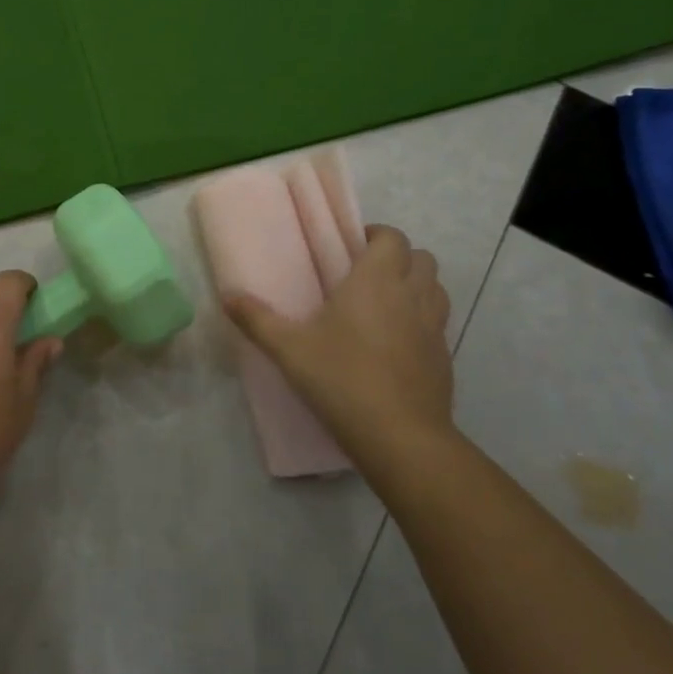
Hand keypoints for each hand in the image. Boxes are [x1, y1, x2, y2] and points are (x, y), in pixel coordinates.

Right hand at [224, 225, 453, 452]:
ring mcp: (434, 327)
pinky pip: (438, 324)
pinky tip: (396, 344)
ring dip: (415, 286)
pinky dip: (422, 321)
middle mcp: (411, 295)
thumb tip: (227, 296)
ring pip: (435, 288)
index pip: (392, 238)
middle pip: (421, 257)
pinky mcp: (444, 358)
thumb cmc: (342, 379)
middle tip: (366, 274)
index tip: (352, 248)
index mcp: (377, 281)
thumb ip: (257, 319)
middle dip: (398, 258)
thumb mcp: (289, 349)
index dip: (376, 236)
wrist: (400, 437)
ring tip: (385, 304)